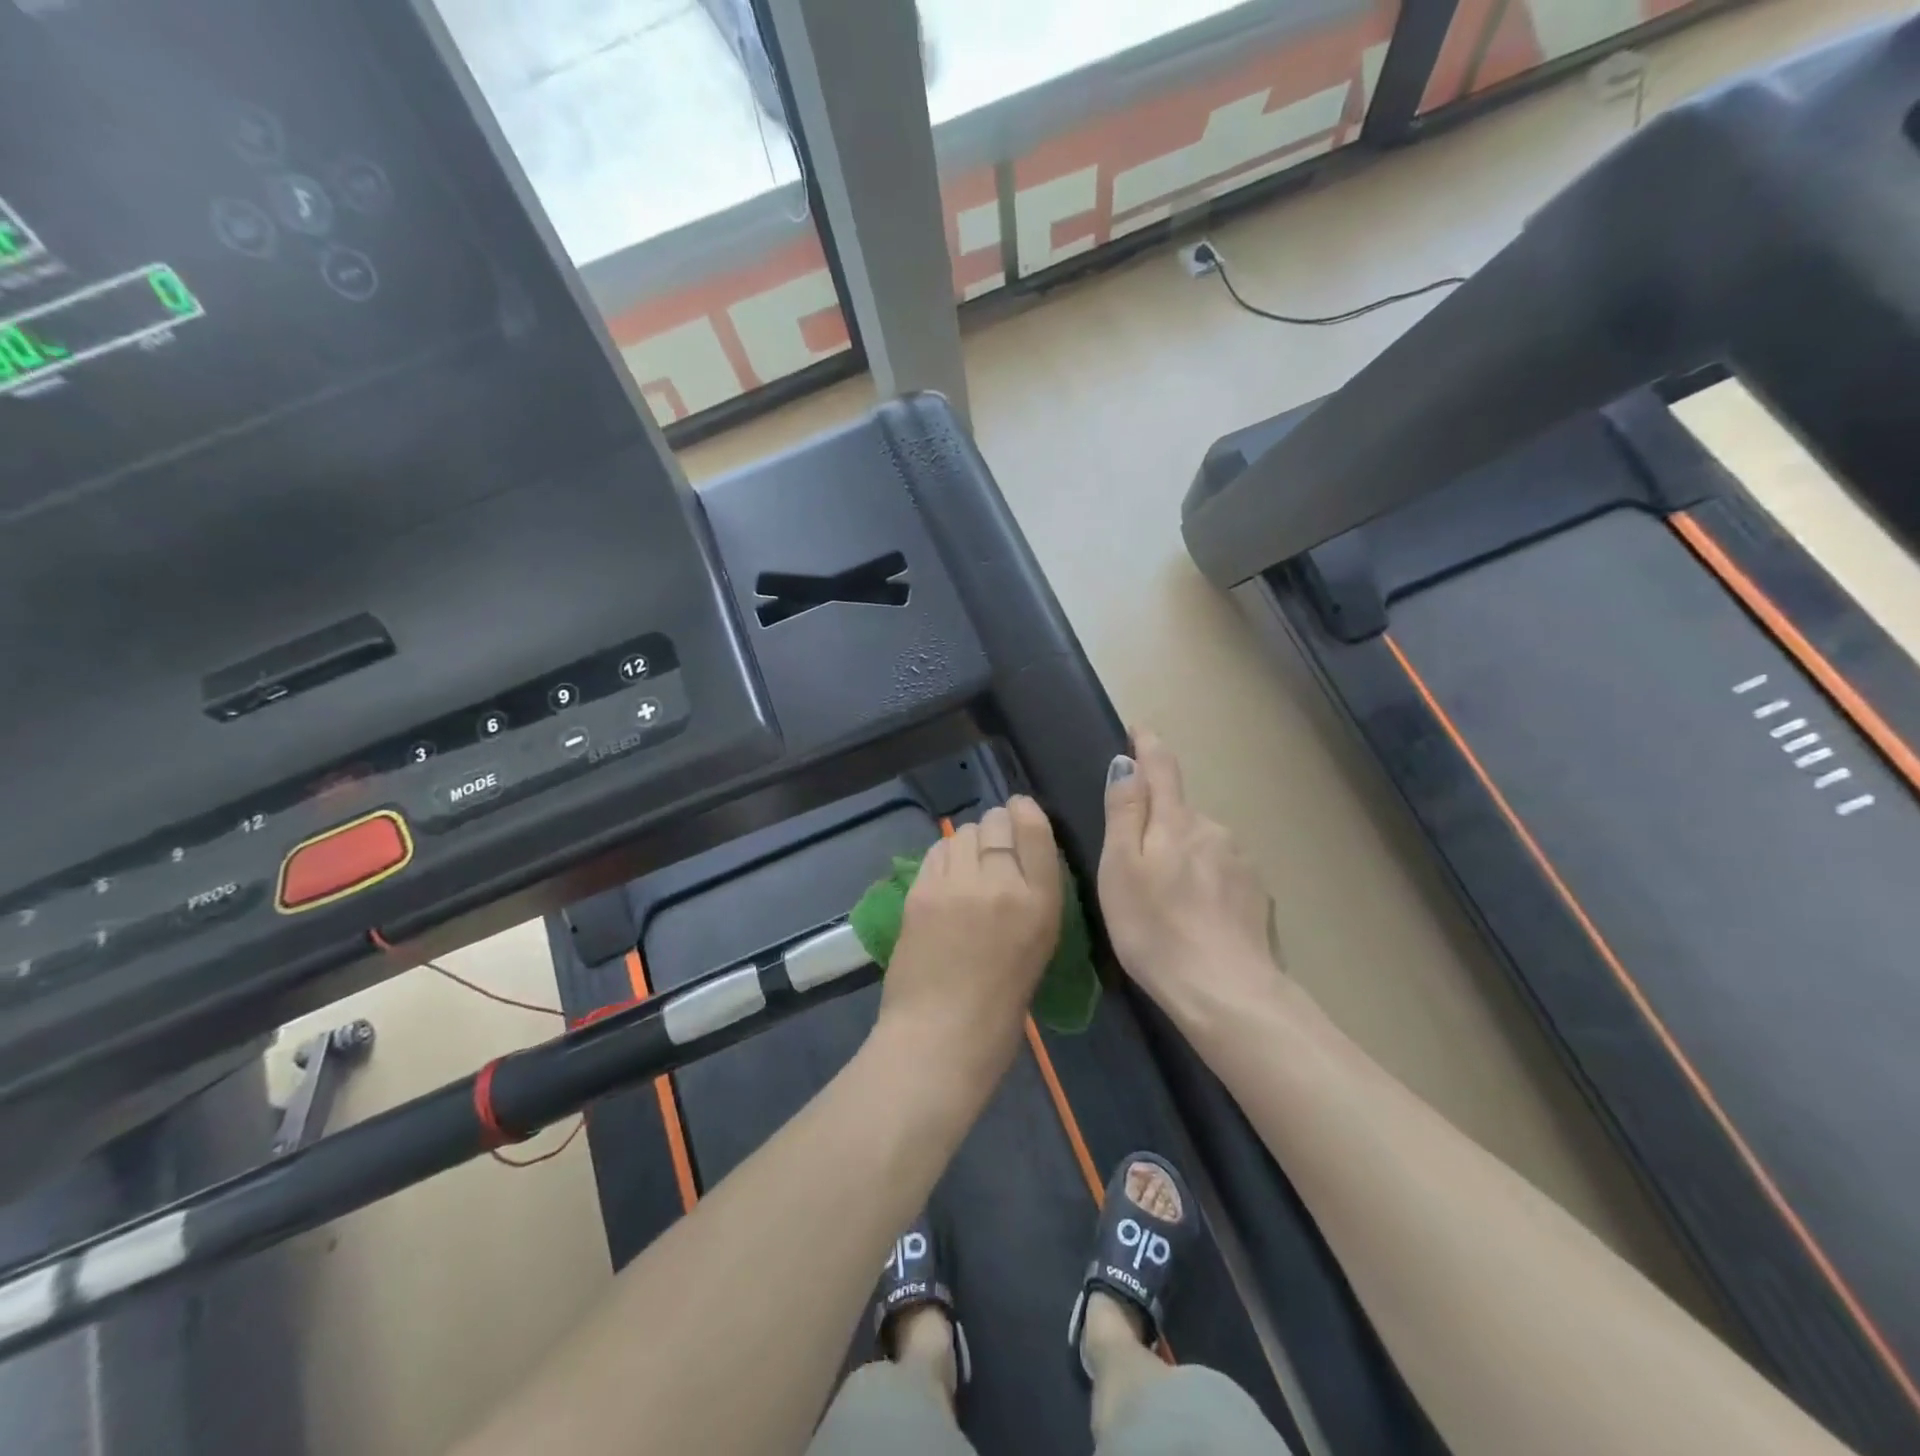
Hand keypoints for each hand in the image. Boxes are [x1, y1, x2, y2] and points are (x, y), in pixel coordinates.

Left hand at [875, 798, 1062, 1095]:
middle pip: (995, 823)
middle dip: (995, 828)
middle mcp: (1001, 884)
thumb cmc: (1000, 1006)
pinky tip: (944, 878)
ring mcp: (957, 885)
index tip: (1018, 809)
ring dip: (967, 842)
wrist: (941, 1037)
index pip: (1035, 829)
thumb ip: (1032, 897)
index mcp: (1041, 903)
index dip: (1024, 810)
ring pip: (962, 833)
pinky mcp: (921, 891)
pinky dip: (943, 857)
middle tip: (990, 849)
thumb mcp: (1038, 946)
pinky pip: (935, 852)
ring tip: (966, 866)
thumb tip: (1015, 859)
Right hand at [1098, 729, 1280, 1030]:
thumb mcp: (1120, 868)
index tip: (1138, 729)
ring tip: (1165, 897)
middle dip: (1158, 819)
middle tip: (1134, 859)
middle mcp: (1213, 829)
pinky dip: (1204, 881)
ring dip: (1182, 853)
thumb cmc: (1155, 928)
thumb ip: (1125, 812)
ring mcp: (1241, 861)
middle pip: (1179, 810)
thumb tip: (1127, 763)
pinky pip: (1221, 871)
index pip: (1161, 767)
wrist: (1226, 991)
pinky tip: (1196, 915)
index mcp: (1175, 820)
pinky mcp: (1256, 894)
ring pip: (1202, 842)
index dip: (1147, 745)